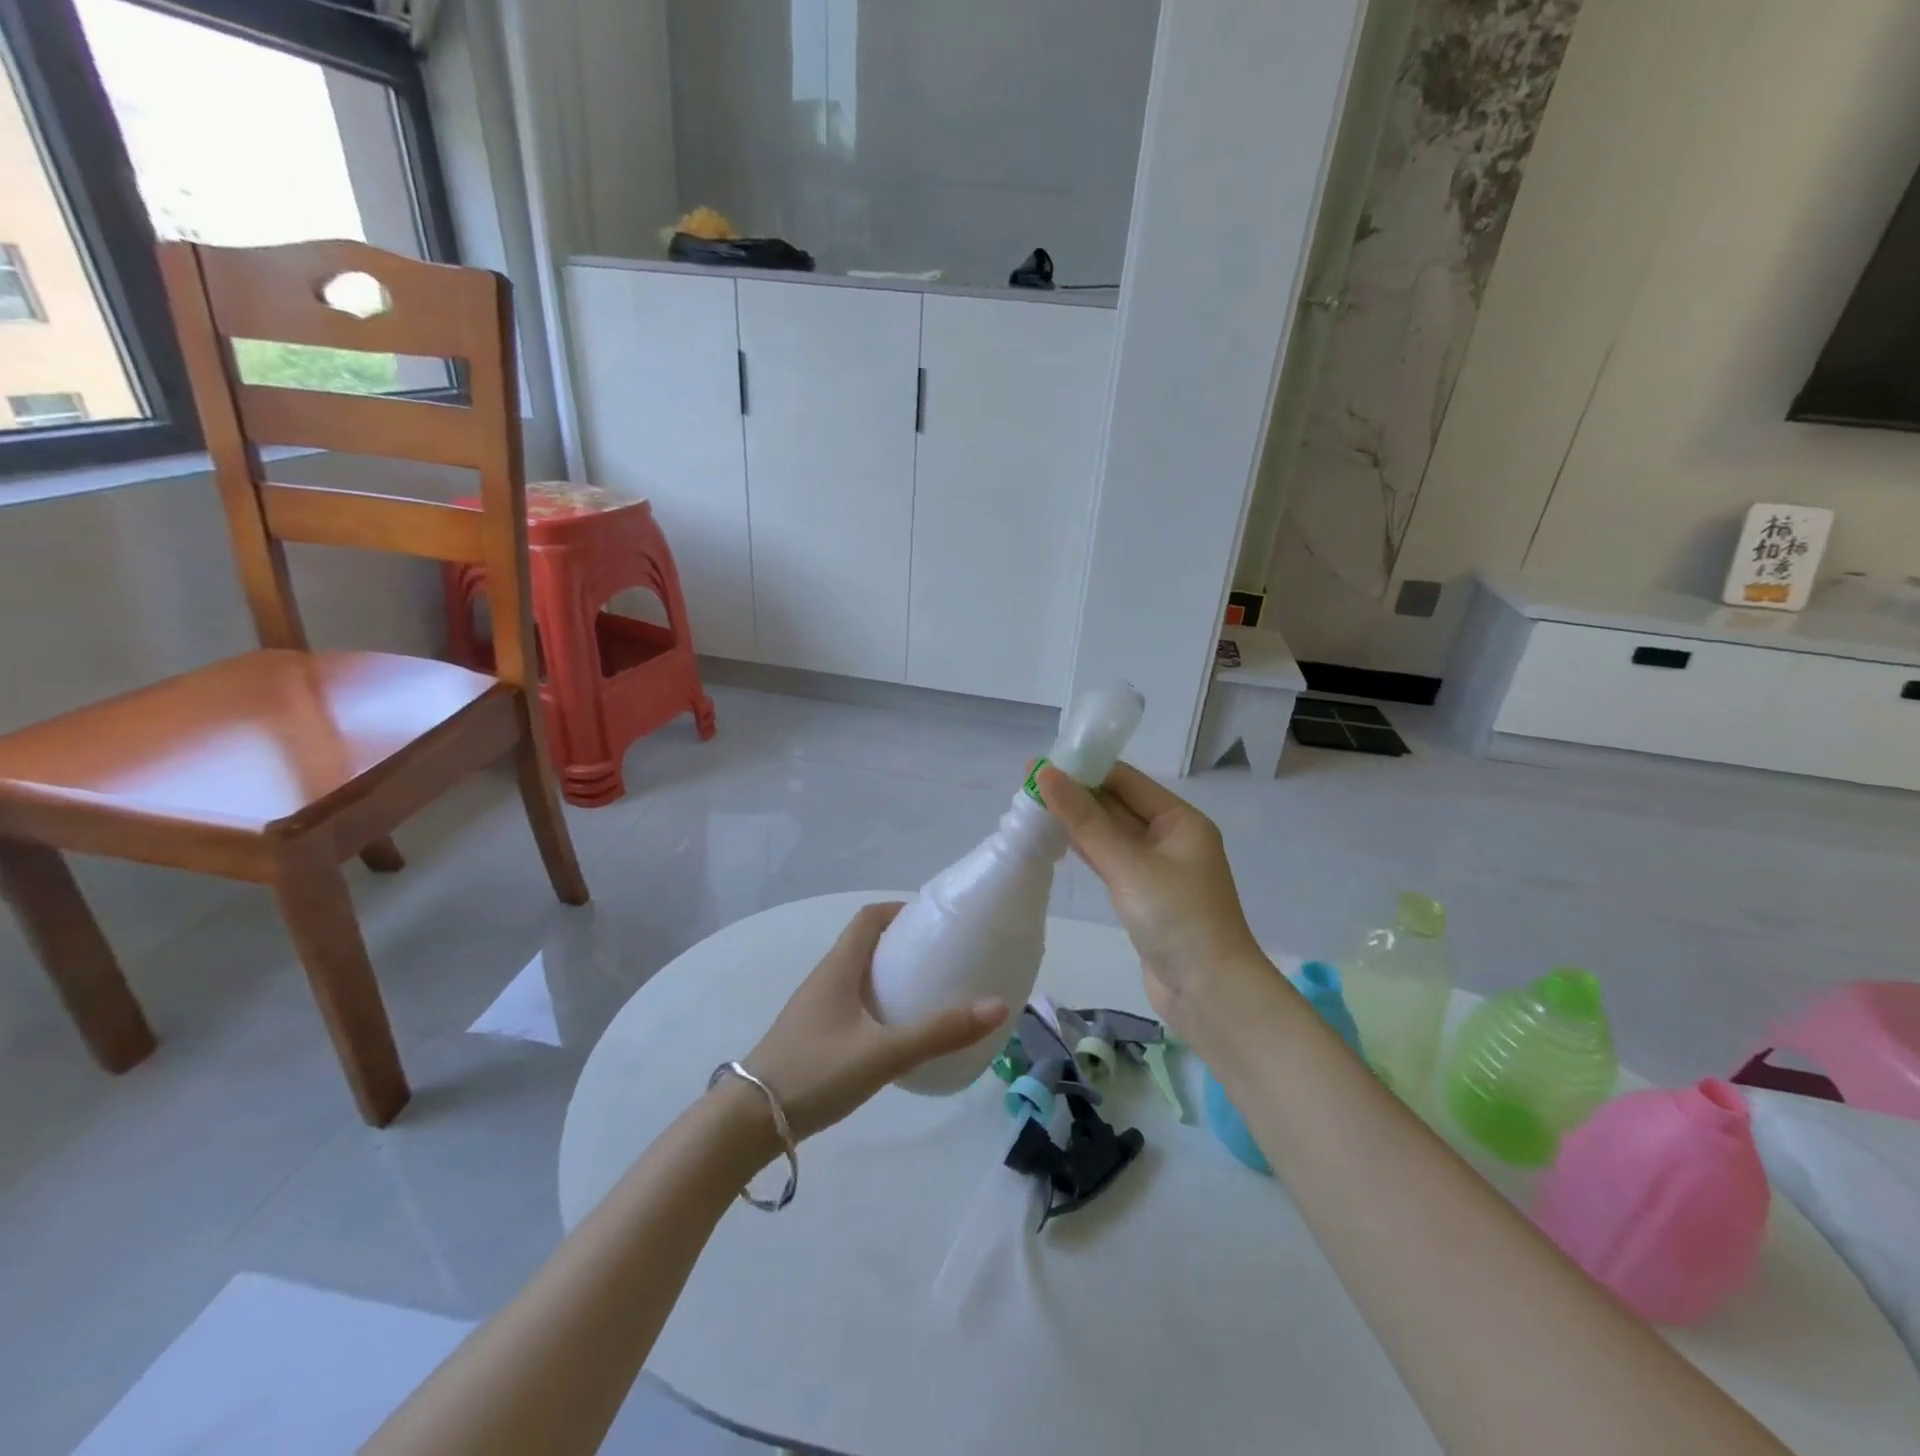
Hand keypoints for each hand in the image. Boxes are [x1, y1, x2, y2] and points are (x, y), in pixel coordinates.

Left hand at [742, 903, 1008, 1140]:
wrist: (748, 1123)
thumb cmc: (815, 1073)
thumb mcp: (883, 1053)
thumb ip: (939, 1032)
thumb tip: (997, 1005)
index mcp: (838, 968)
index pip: (868, 918)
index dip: (900, 910)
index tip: (934, 922)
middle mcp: (825, 979)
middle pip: (865, 945)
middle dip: (902, 945)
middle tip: (941, 959)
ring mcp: (815, 1009)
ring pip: (858, 977)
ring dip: (889, 976)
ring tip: (927, 993)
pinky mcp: (812, 1036)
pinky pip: (851, 1004)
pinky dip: (877, 1004)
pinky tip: (895, 1033)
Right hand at [1037, 763, 1269, 1042]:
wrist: (1210, 993)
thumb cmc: (1176, 919)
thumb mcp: (1128, 865)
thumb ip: (1085, 820)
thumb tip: (1046, 774)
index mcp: (1179, 820)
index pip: (1125, 780)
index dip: (1085, 768)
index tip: (1041, 764)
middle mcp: (1171, 837)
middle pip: (1118, 805)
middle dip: (1077, 794)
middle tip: (1028, 786)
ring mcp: (1158, 868)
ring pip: (1112, 834)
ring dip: (1078, 822)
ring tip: (1033, 808)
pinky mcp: (1145, 895)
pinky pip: (1111, 861)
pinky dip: (1086, 850)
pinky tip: (1057, 842)